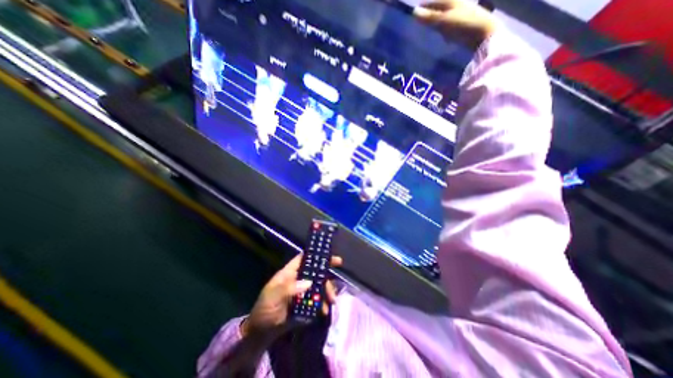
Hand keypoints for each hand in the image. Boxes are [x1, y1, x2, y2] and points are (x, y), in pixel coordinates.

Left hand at [240, 252, 341, 336]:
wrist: (261, 333)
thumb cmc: (264, 309)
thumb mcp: (273, 296)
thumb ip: (289, 288)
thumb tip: (309, 282)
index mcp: (289, 273)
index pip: (303, 258)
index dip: (315, 254)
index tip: (329, 254)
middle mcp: (298, 279)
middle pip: (315, 272)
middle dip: (327, 274)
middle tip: (338, 276)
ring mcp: (302, 291)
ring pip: (319, 286)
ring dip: (327, 291)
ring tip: (332, 301)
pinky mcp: (305, 303)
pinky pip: (318, 300)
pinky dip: (323, 303)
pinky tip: (324, 310)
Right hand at [414, 0, 494, 47]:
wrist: (484, 33)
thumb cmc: (463, 24)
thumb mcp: (443, 21)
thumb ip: (429, 17)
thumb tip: (413, 12)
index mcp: (450, 0)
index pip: (433, 2)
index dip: (424, 7)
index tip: (414, 13)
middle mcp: (456, 4)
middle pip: (440, 8)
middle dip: (431, 13)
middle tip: (420, 21)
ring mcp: (461, 15)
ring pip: (445, 16)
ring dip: (437, 21)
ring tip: (429, 29)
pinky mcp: (464, 25)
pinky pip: (450, 25)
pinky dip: (444, 28)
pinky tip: (441, 35)